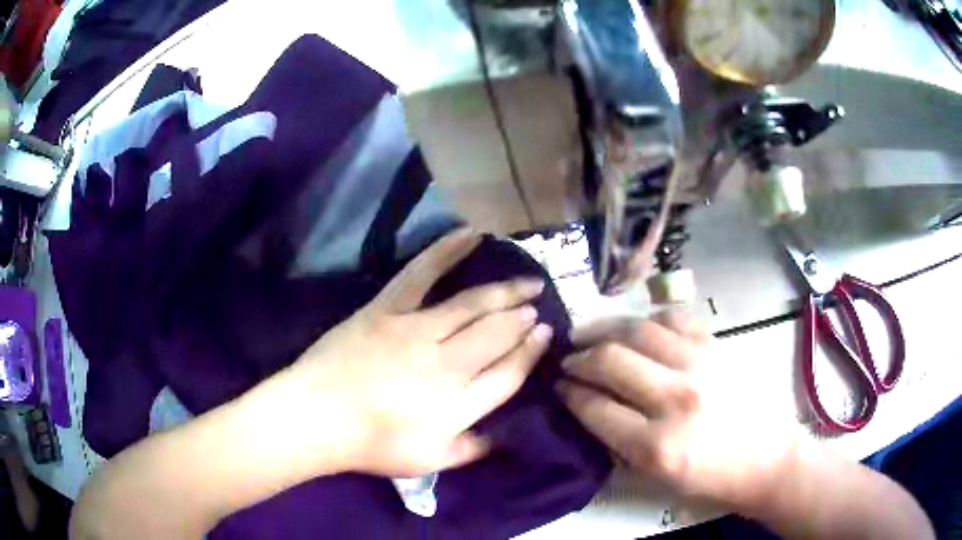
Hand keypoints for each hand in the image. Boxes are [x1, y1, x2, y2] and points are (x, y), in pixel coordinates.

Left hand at [273, 228, 552, 477]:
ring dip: (505, 292)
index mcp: (458, 406)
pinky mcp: (387, 309)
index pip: (509, 375)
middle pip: (497, 335)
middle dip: (523, 319)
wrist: (315, 417)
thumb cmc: (370, 445)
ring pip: (472, 306)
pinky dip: (447, 251)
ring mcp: (415, 331)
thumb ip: (472, 449)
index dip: (531, 354)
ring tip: (529, 281)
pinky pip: (421, 273)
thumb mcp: (429, 461)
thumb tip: (503, 435)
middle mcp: (445, 365)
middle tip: (537, 306)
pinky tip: (473, 234)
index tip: (546, 336)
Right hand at [556, 311, 799, 506]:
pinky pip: (674, 318)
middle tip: (568, 359)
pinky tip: (637, 327)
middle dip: (579, 358)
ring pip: (638, 330)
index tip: (558, 386)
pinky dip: (648, 318)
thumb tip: (591, 407)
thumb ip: (620, 442)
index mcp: (656, 445)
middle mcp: (676, 399)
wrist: (768, 459)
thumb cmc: (712, 478)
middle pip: (611, 361)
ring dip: (605, 329)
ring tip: (590, 333)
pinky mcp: (718, 347)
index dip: (569, 394)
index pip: (596, 407)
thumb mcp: (658, 477)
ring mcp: (700, 365)